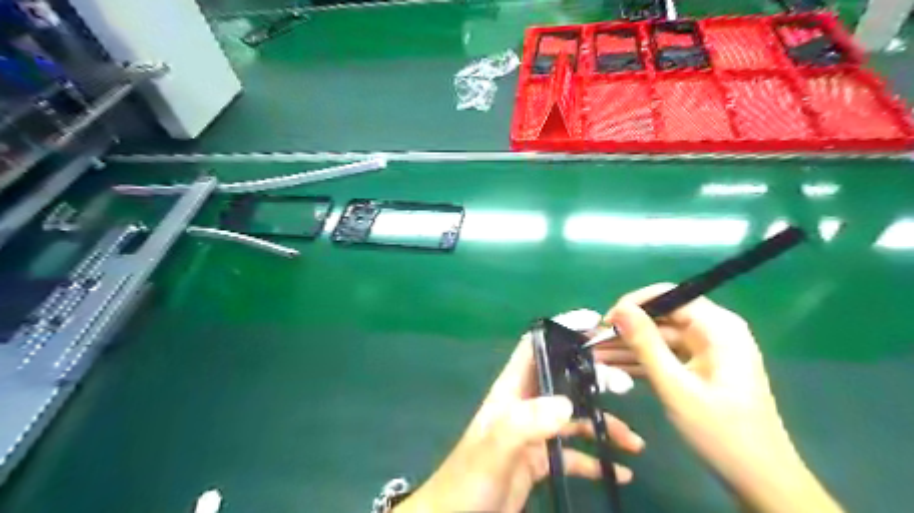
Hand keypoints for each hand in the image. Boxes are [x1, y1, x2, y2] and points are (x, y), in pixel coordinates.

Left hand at [396, 335, 645, 509]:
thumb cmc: (469, 480)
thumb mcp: (495, 447)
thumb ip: (524, 423)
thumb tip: (567, 403)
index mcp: (510, 392)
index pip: (534, 348)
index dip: (559, 330)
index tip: (593, 323)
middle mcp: (524, 407)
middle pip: (562, 381)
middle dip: (592, 378)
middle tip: (624, 386)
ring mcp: (533, 434)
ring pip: (574, 419)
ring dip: (602, 424)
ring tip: (633, 441)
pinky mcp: (540, 462)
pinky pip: (574, 455)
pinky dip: (597, 460)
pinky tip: (619, 472)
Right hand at [605, 284, 845, 511]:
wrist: (759, 479)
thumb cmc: (720, 431)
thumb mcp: (675, 386)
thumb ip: (645, 344)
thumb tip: (619, 309)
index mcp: (717, 328)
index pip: (669, 296)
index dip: (634, 304)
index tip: (605, 322)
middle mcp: (713, 331)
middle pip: (661, 317)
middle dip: (626, 329)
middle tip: (592, 342)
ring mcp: (706, 350)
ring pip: (658, 337)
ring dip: (628, 347)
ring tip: (594, 355)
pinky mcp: (699, 367)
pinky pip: (664, 355)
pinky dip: (641, 361)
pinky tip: (612, 367)